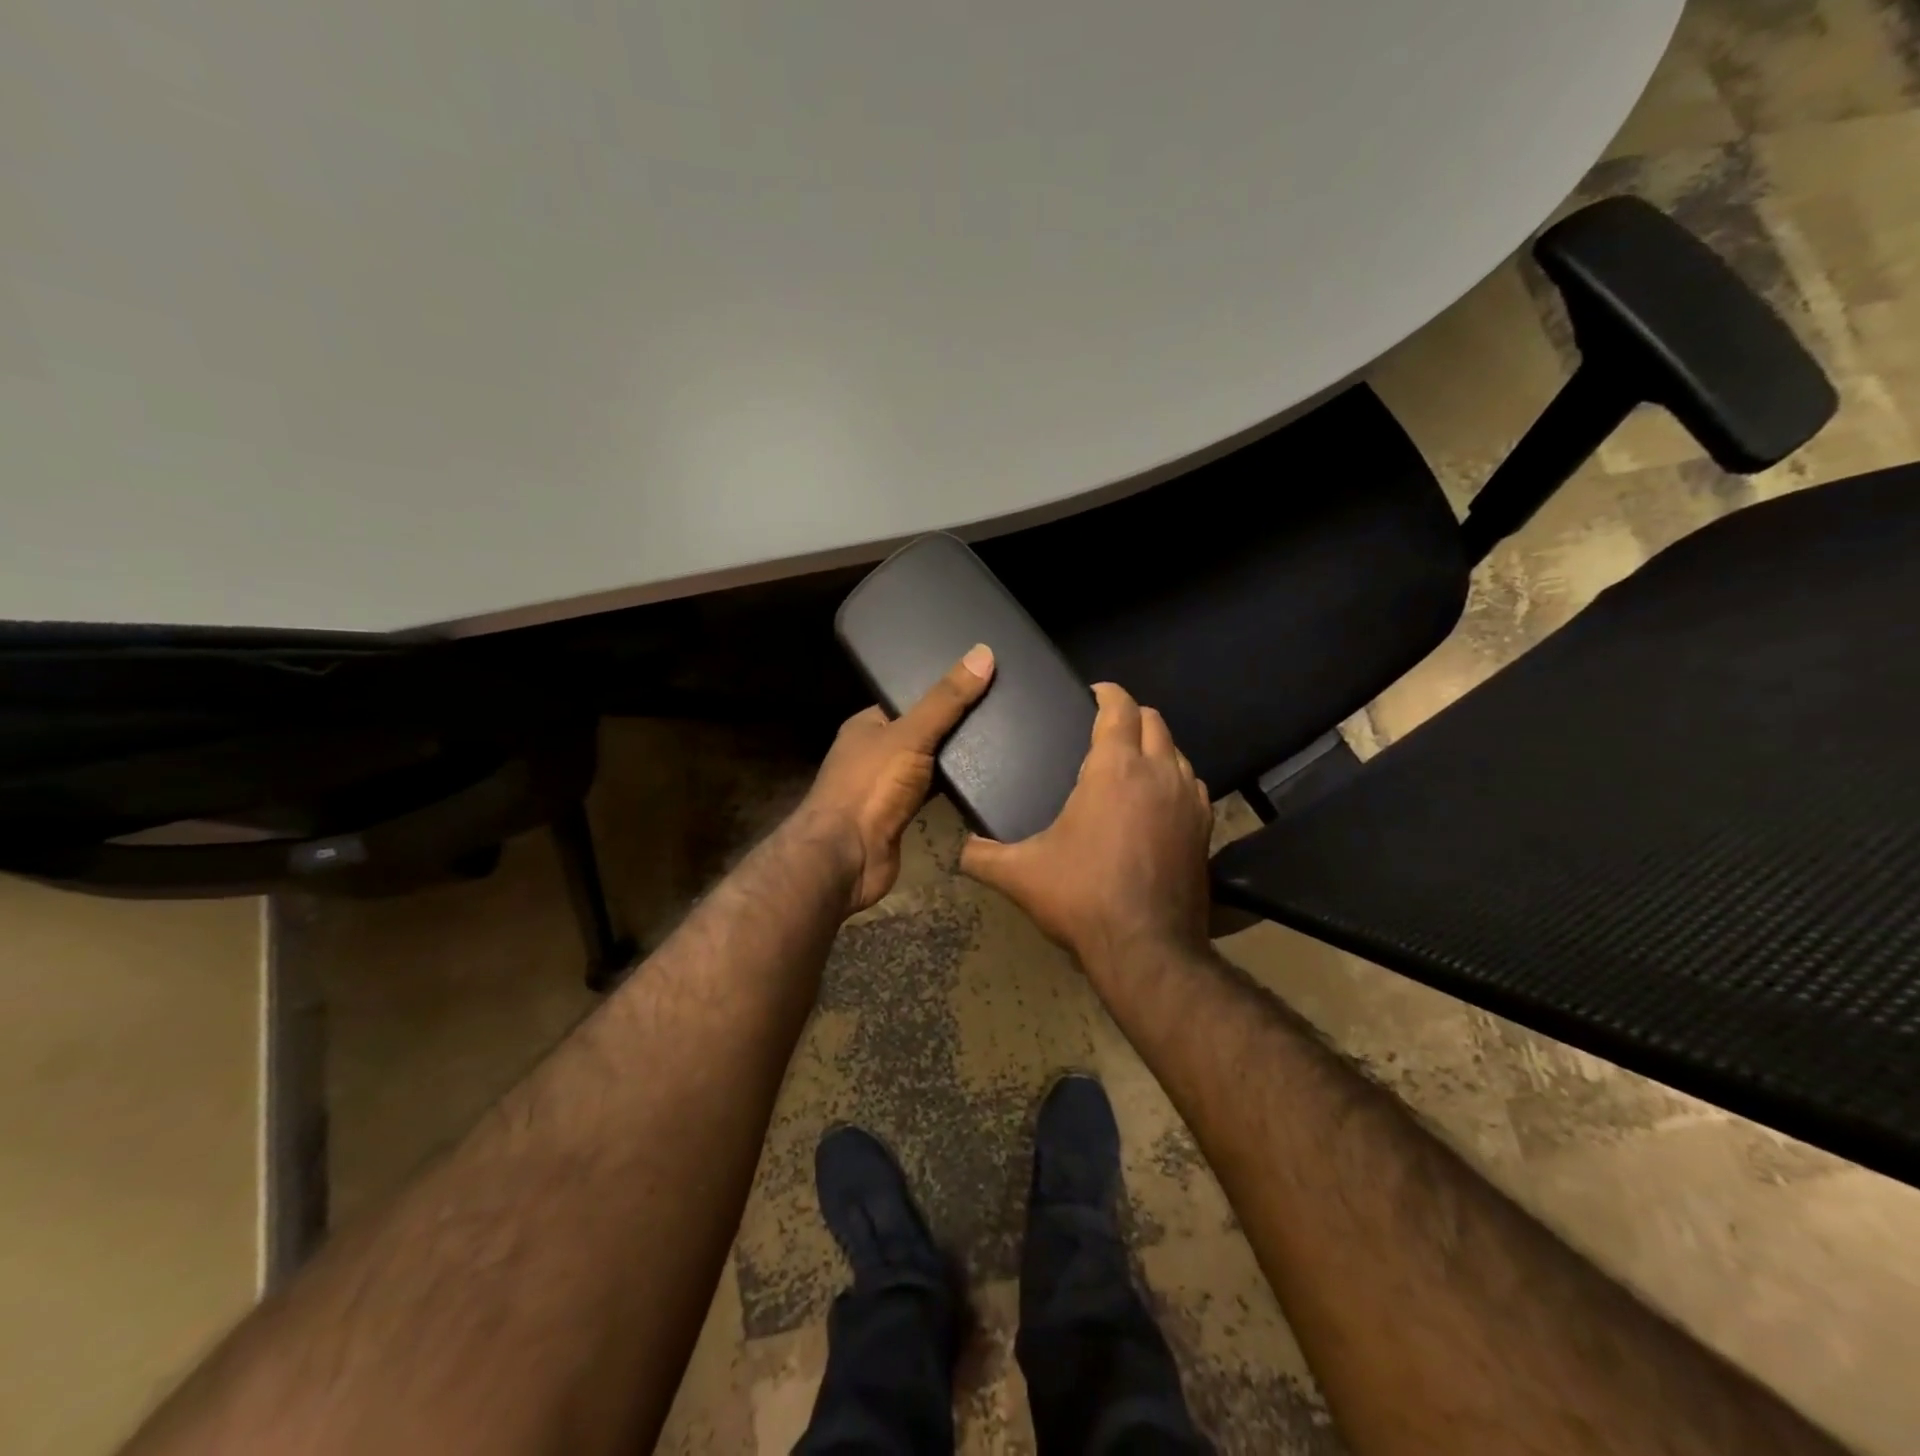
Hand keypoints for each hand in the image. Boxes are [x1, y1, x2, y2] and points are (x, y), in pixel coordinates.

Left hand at [796, 644, 995, 913]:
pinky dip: (952, 790)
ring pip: (928, 766)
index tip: (982, 682)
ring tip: (1002, 744)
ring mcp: (885, 788)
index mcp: (867, 726)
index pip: (908, 700)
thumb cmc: (871, 787)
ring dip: (956, 761)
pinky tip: (984, 784)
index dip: (942, 691)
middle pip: (921, 733)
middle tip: (1002, 714)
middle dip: (954, 727)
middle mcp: (873, 753)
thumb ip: (946, 700)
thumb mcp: (911, 734)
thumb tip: (983, 653)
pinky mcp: (900, 818)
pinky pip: (932, 795)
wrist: (846, 858)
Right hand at [960, 682, 1213, 983]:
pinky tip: (1156, 801)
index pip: (1120, 707)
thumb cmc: (1082, 897)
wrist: (1147, 949)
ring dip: (1155, 747)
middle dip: (1131, 715)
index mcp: (1115, 769)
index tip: (1093, 693)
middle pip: (1154, 721)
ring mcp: (1188, 800)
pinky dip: (1174, 779)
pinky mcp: (1205, 829)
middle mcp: (1159, 772)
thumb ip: (982, 854)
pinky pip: (1192, 785)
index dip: (1107, 692)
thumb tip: (958, 847)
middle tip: (1104, 727)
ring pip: (1177, 751)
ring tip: (1130, 762)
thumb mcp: (1020, 874)